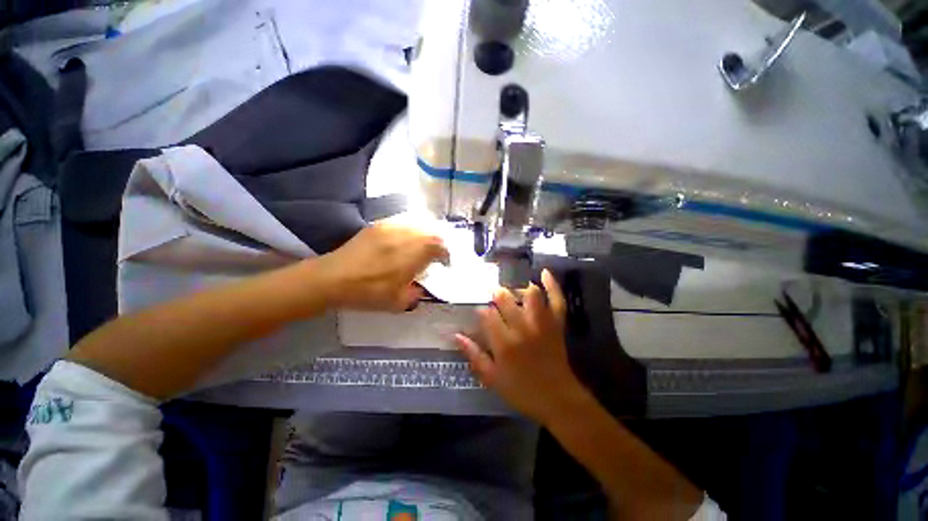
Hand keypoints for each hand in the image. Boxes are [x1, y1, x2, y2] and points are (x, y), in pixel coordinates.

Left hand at [317, 223, 448, 311]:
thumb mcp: (398, 303)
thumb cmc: (367, 293)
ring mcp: (391, 228)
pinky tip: (404, 241)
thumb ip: (416, 294)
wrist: (333, 278)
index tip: (444, 263)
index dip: (445, 254)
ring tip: (421, 247)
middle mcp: (405, 236)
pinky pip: (402, 223)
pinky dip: (410, 231)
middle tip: (435, 254)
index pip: (439, 246)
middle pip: (431, 232)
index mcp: (413, 255)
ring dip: (425, 235)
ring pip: (418, 224)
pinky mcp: (378, 225)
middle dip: (438, 243)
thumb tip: (421, 286)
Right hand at [455, 269, 587, 424]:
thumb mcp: (492, 379)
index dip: (481, 309)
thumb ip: (474, 356)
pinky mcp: (556, 324)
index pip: (487, 314)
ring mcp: (541, 324)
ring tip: (511, 287)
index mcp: (504, 343)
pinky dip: (552, 285)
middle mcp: (522, 328)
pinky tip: (544, 272)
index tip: (479, 311)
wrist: (558, 399)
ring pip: (530, 294)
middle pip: (505, 299)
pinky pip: (557, 300)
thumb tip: (456, 335)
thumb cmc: (522, 391)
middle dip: (495, 293)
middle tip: (492, 294)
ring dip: (518, 286)